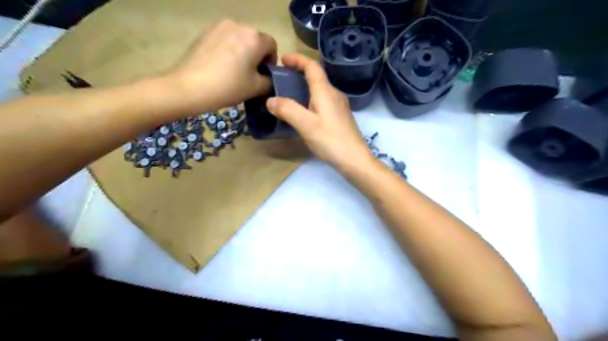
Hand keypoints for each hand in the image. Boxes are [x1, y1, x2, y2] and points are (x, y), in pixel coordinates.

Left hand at [168, 19, 277, 112]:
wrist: (189, 87)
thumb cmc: (228, 87)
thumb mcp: (256, 88)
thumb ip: (270, 81)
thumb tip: (269, 78)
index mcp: (254, 37)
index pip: (272, 46)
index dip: (271, 61)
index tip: (264, 76)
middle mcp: (238, 25)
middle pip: (256, 40)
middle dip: (257, 56)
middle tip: (250, 75)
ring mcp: (219, 26)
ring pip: (240, 39)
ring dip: (242, 52)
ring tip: (234, 70)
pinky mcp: (205, 32)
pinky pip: (225, 39)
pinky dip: (228, 50)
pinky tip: (220, 66)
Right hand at [266, 54, 370, 170]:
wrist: (354, 159)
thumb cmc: (330, 140)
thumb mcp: (306, 125)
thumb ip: (287, 110)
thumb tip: (270, 100)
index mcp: (325, 91)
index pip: (312, 66)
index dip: (298, 59)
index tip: (283, 59)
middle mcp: (334, 94)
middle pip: (317, 76)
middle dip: (299, 72)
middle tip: (282, 79)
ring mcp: (339, 106)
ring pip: (320, 89)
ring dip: (305, 87)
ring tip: (289, 95)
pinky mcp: (340, 117)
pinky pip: (323, 101)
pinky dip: (311, 99)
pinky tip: (304, 112)